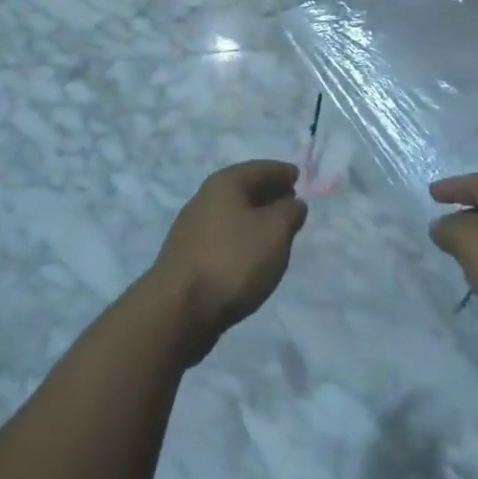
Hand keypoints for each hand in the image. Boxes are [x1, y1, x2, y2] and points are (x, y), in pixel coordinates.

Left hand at [152, 161, 307, 363]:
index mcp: (225, 184)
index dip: (281, 172)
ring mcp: (193, 229)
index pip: (260, 169)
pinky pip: (224, 236)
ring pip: (233, 214)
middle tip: (291, 201)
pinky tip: (252, 254)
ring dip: (255, 217)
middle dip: (268, 193)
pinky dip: (242, 237)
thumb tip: (292, 203)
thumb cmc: (233, 260)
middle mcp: (205, 199)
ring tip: (276, 230)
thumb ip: (289, 212)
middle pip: (243, 189)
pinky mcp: (188, 256)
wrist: (178, 309)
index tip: (299, 176)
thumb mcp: (275, 231)